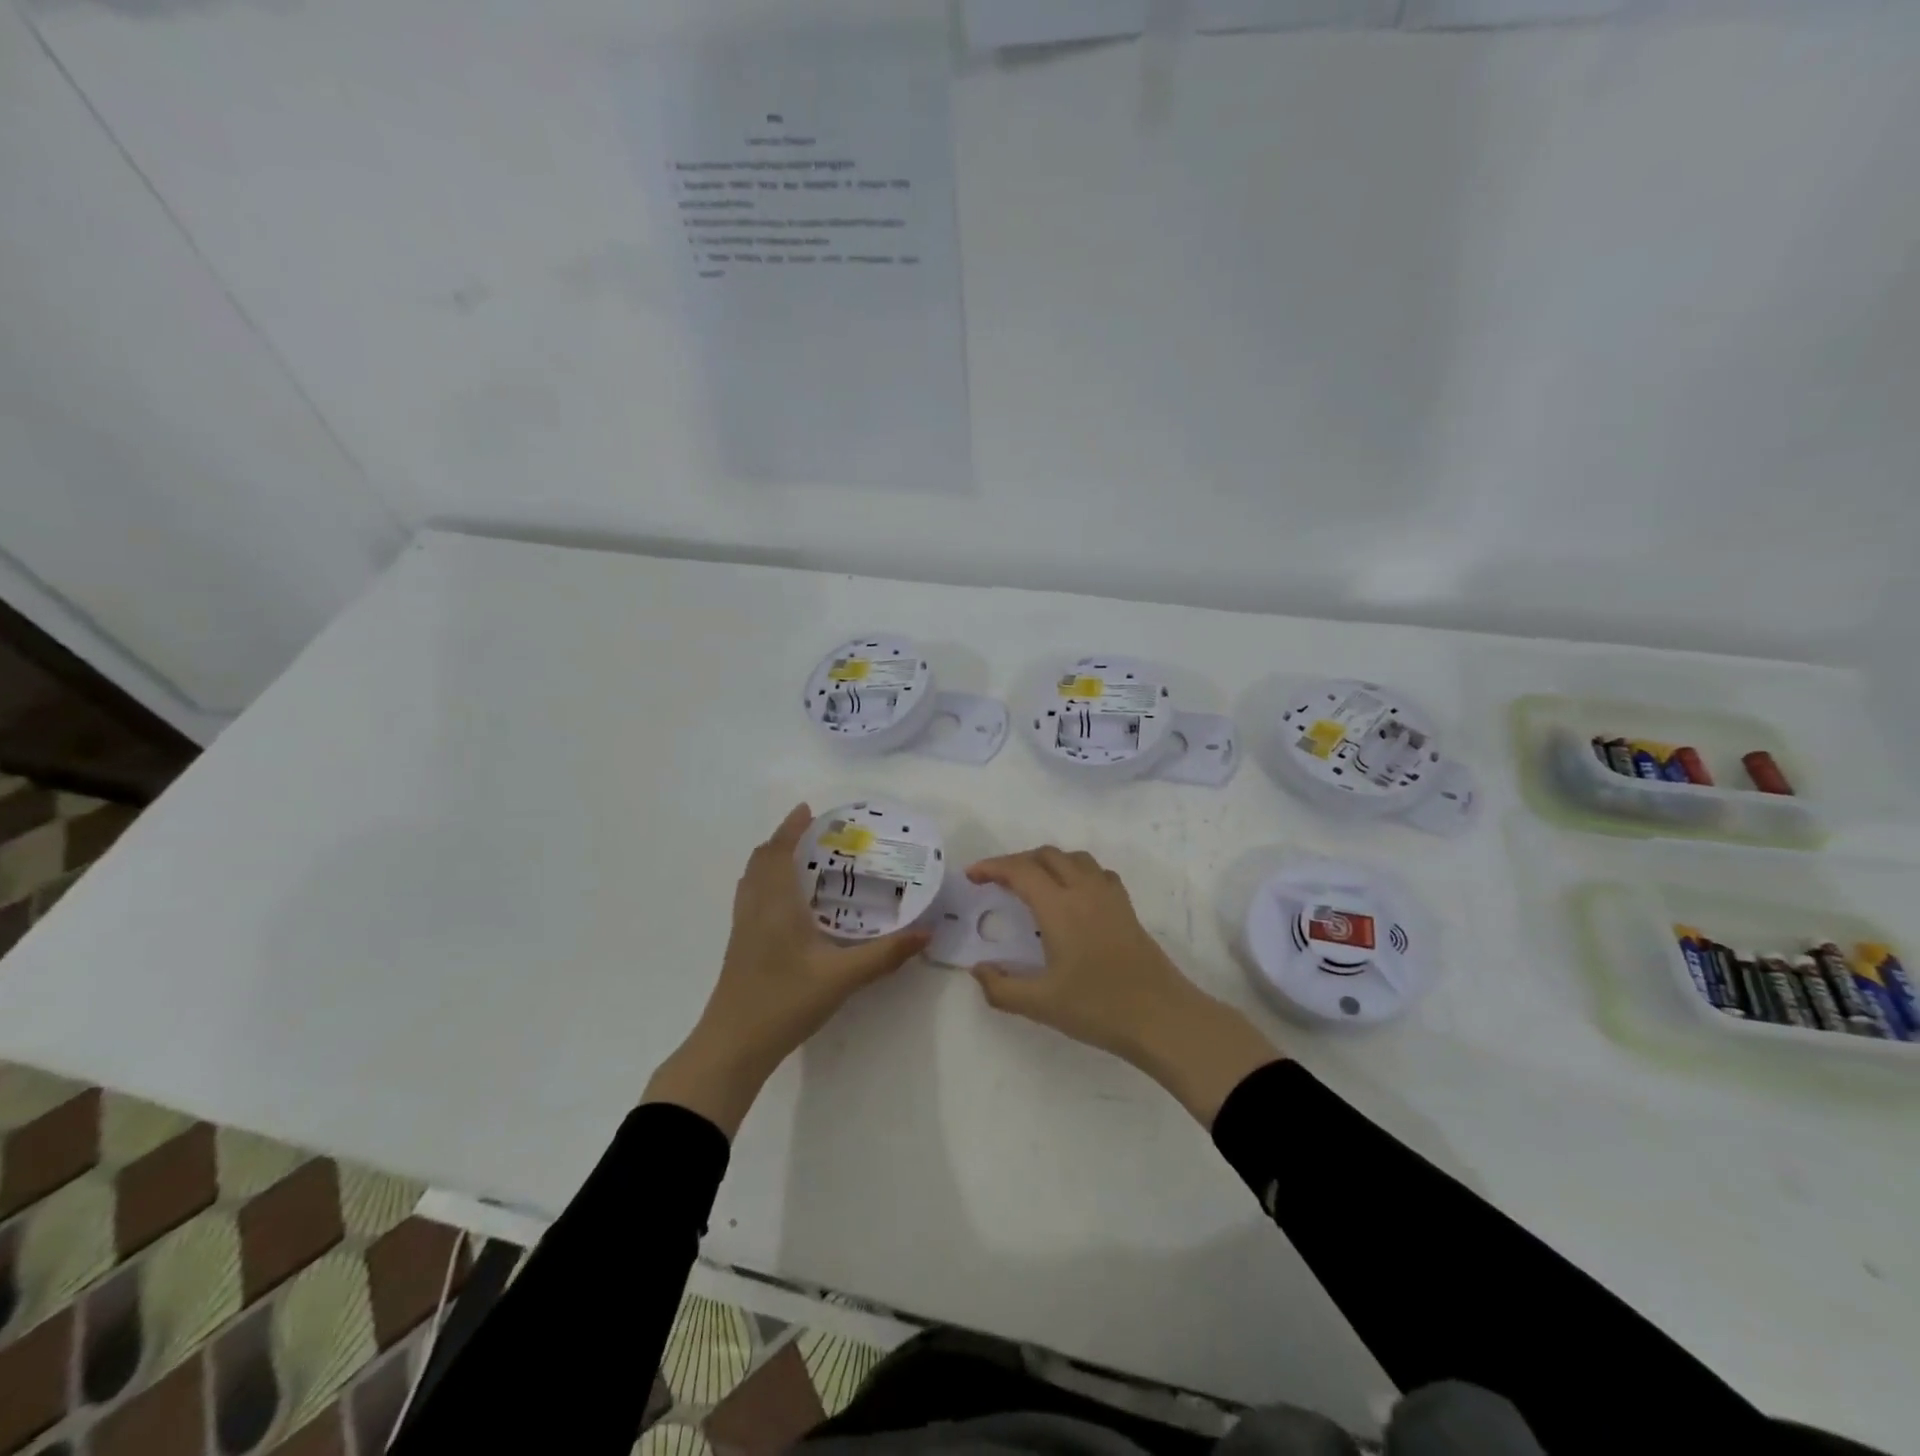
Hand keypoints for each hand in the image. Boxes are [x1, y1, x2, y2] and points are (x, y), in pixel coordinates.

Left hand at [643, 804, 928, 1135]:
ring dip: (772, 860)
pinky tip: (788, 904)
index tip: (808, 809)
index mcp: (776, 903)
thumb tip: (926, 933)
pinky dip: (767, 883)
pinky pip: (751, 897)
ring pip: (752, 879)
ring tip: (802, 860)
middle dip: (784, 840)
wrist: (733, 1045)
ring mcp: (742, 927)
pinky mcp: (739, 945)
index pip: (778, 851)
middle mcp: (755, 907)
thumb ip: (885, 955)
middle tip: (814, 834)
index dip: (791, 828)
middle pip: (761, 860)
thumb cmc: (786, 1001)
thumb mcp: (842, 977)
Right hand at [967, 847, 1281, 1124]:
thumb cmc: (1098, 1007)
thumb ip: (1001, 987)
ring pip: (1074, 858)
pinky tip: (1072, 895)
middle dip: (1016, 861)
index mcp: (1059, 906)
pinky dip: (1075, 871)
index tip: (972, 875)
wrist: (1162, 1017)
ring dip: (1047, 862)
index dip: (992, 867)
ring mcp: (1109, 896)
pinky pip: (1096, 872)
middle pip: (1046, 855)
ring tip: (1031, 883)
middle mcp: (1084, 890)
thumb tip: (978, 969)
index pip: (1020, 870)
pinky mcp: (1126, 907)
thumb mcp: (1040, 1004)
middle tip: (996, 882)